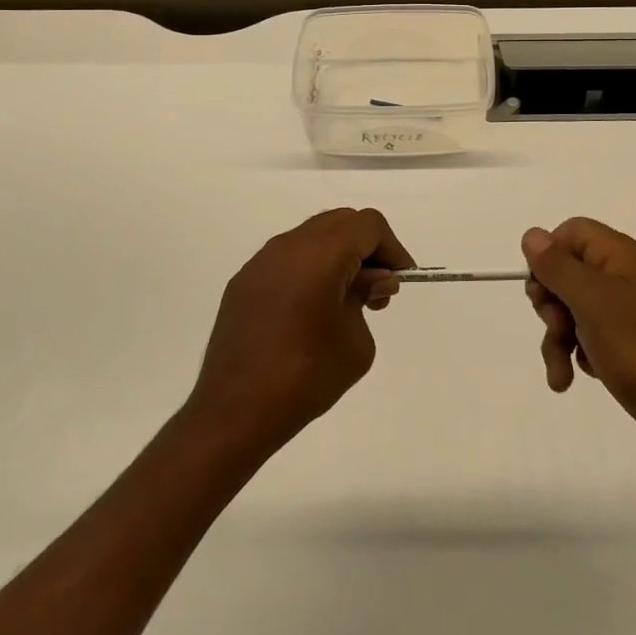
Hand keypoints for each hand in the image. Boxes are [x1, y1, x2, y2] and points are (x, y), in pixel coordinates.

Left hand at [187, 208, 413, 450]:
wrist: (234, 412)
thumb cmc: (305, 376)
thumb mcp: (356, 342)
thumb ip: (368, 298)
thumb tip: (371, 280)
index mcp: (320, 254)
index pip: (368, 225)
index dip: (392, 248)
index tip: (400, 280)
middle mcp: (288, 246)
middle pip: (340, 222)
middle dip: (366, 248)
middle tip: (377, 289)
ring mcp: (260, 262)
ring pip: (312, 237)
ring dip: (338, 256)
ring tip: (347, 301)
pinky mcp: (244, 282)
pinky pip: (287, 259)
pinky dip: (310, 269)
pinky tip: (312, 310)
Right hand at [521, 218, 635, 461]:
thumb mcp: (590, 301)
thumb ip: (557, 265)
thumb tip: (532, 234)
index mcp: (622, 256)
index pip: (572, 232)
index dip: (549, 256)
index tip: (541, 289)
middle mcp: (626, 276)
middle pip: (568, 272)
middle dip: (551, 305)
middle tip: (556, 329)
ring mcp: (629, 311)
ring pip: (574, 309)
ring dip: (558, 339)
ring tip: (561, 375)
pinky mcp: (629, 342)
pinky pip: (590, 335)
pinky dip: (578, 354)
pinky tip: (579, 377)